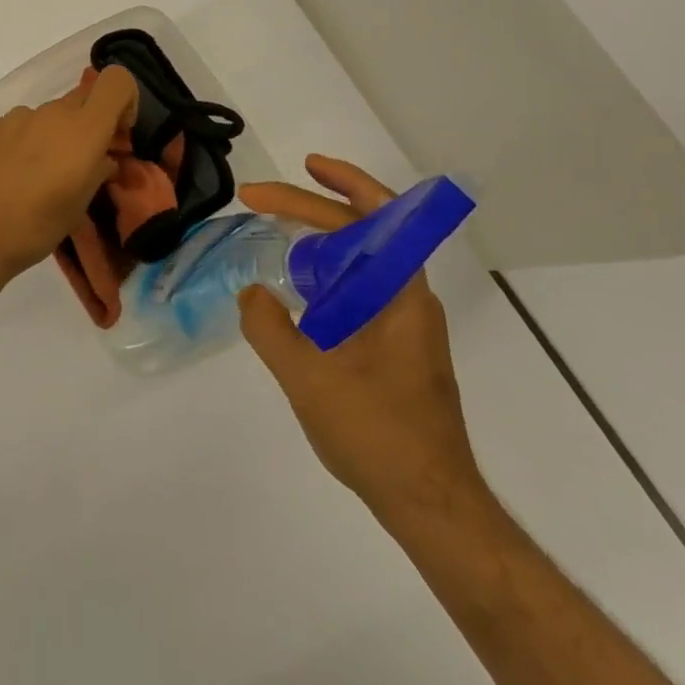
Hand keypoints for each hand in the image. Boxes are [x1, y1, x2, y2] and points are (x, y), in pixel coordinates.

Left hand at [0, 65, 139, 296]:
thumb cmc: (34, 226)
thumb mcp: (78, 207)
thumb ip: (97, 173)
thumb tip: (104, 160)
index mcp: (82, 129)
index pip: (116, 81)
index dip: (125, 101)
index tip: (116, 136)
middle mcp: (51, 113)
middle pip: (82, 100)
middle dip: (89, 125)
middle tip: (81, 164)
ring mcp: (16, 118)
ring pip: (49, 117)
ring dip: (54, 137)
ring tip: (40, 179)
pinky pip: (20, 127)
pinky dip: (26, 144)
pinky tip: (11, 178)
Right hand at [236, 155, 485, 526]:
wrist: (431, 503)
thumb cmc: (375, 433)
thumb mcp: (306, 376)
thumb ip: (268, 326)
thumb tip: (253, 293)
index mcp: (399, 294)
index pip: (366, 218)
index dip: (326, 187)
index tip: (280, 180)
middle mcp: (409, 298)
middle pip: (366, 228)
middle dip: (315, 203)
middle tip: (263, 197)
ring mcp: (405, 324)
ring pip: (363, 259)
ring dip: (322, 236)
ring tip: (279, 232)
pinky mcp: (397, 347)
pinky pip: (359, 288)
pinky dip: (327, 272)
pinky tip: (299, 290)